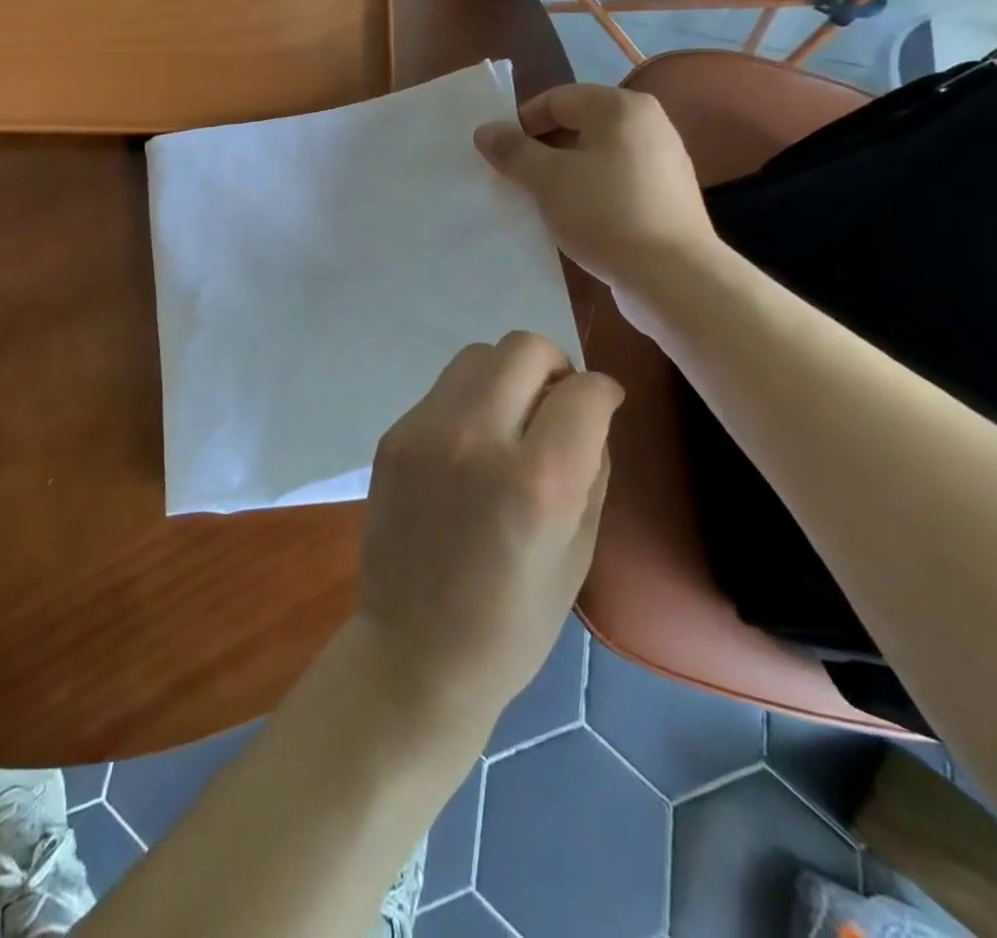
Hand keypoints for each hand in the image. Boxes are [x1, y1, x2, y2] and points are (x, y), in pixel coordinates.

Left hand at [355, 333, 620, 730]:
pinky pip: (443, 390)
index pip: (584, 390)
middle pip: (523, 347)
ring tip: (510, 421)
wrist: (414, 649)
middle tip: (556, 406)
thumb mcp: (580, 550)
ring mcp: (425, 431)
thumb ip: (591, 466)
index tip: (601, 408)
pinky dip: (468, 401)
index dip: (603, 393)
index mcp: (538, 480)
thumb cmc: (514, 620)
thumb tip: (588, 412)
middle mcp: (476, 438)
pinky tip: (469, 446)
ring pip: (477, 355)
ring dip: (506, 375)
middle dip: (554, 366)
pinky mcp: (393, 435)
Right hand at [474, 84, 718, 316]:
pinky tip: (573, 218)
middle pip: (578, 124)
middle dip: (540, 149)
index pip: (557, 99)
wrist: (672, 275)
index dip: (521, 123)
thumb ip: (513, 151)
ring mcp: (662, 160)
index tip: (498, 156)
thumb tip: (485, 130)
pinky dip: (588, 190)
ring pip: (596, 155)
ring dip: (562, 172)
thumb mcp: (548, 179)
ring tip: (539, 201)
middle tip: (514, 179)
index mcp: (621, 107)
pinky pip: (614, 180)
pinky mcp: (665, 194)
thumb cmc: (605, 213)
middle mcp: (648, 123)